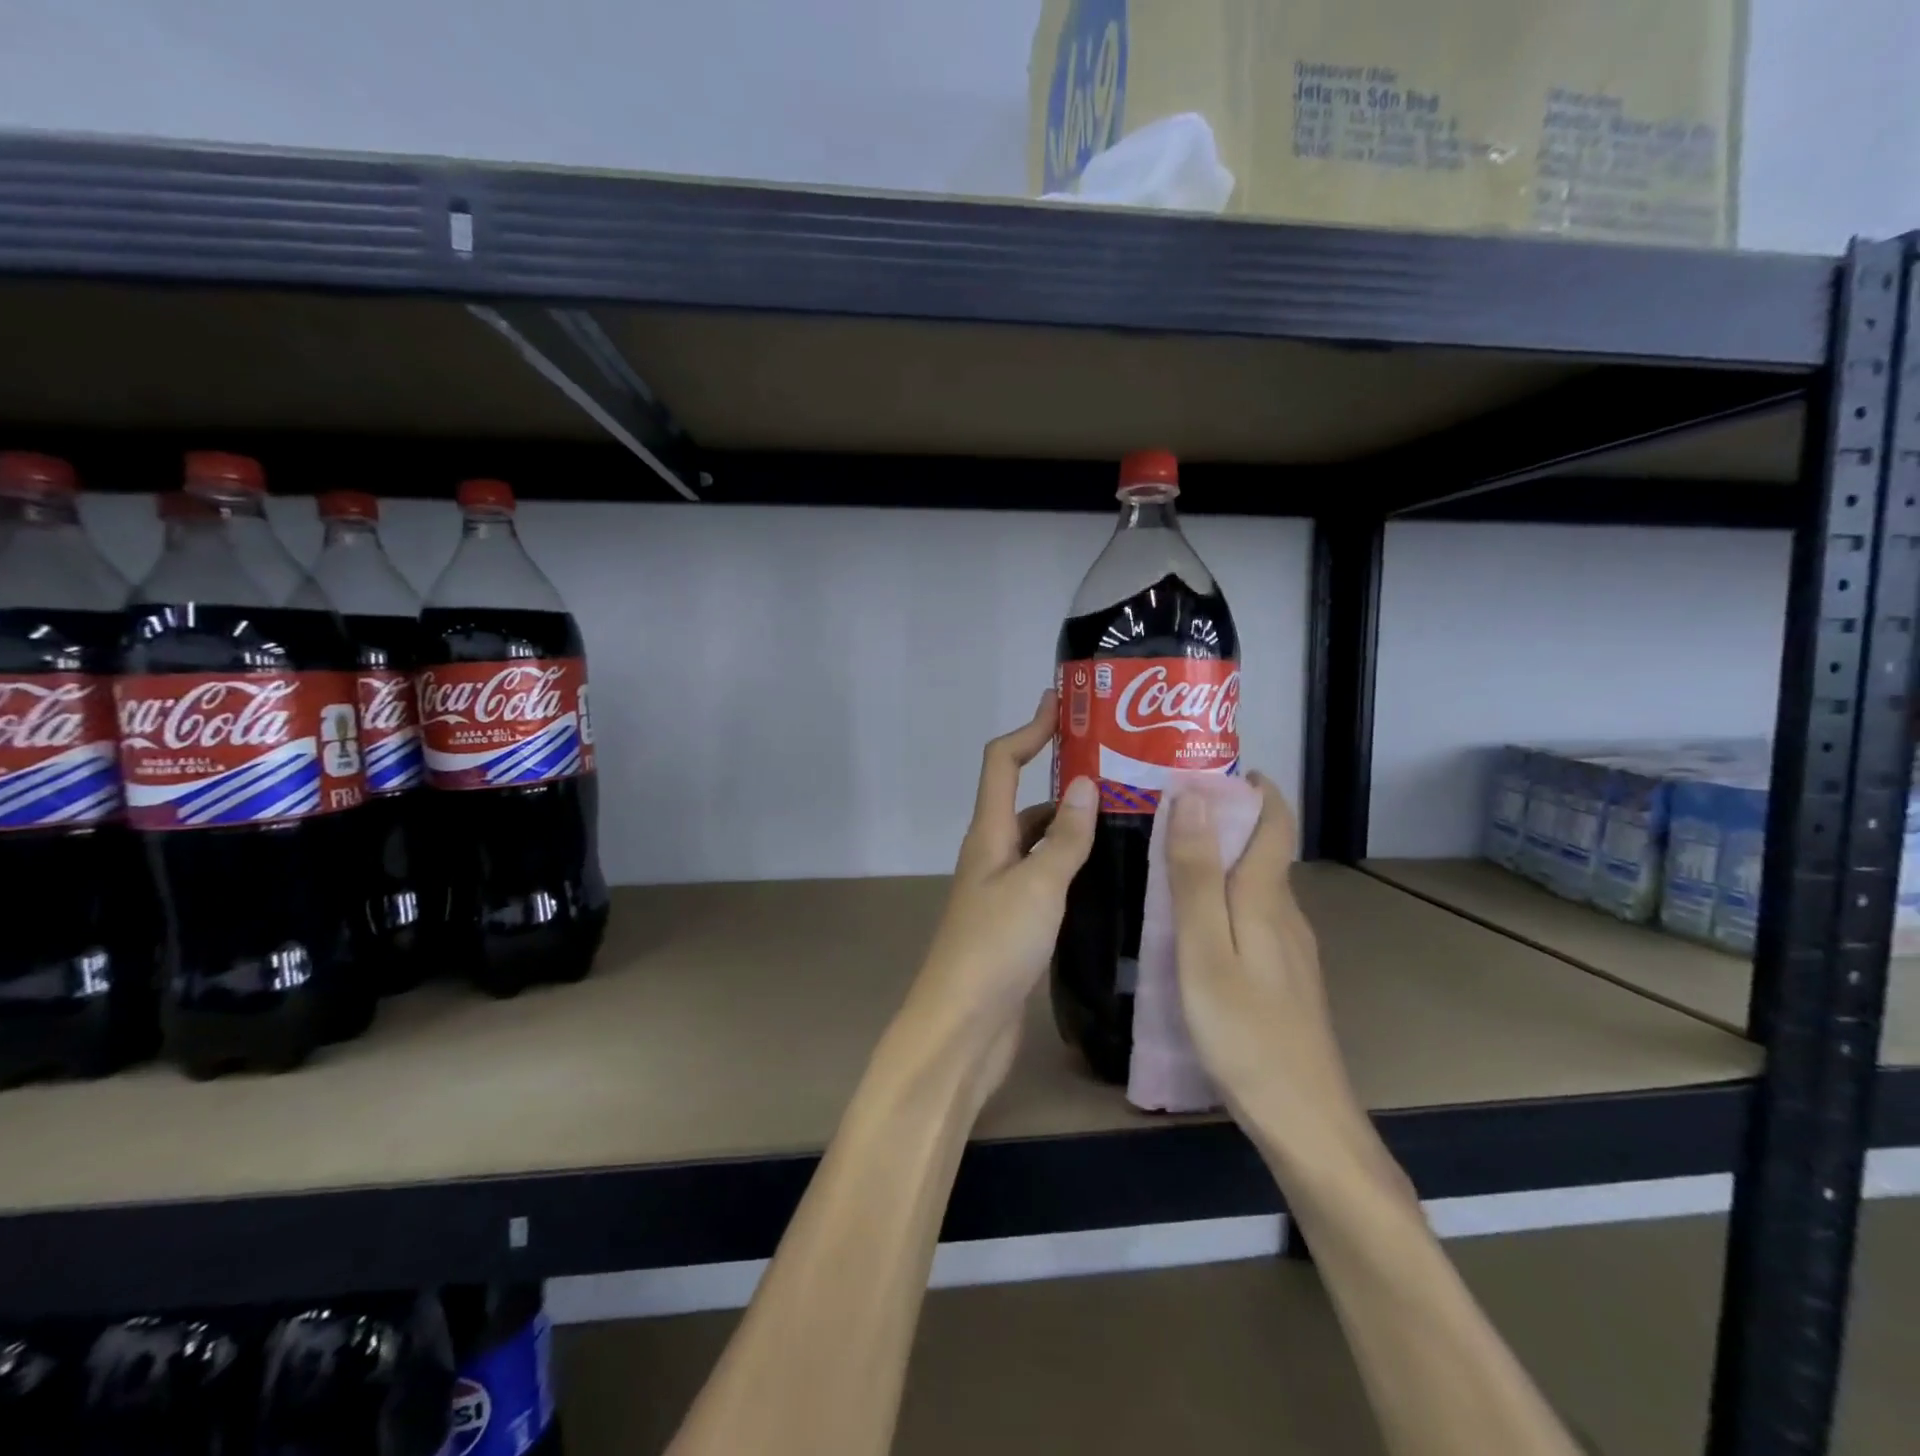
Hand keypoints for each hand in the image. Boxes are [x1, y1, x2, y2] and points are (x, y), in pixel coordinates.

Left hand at [900, 691, 1097, 1093]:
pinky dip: (1074, 862)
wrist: (962, 1029)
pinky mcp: (1017, 921)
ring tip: (1129, 813)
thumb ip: (1063, 838)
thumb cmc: (994, 949)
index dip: (1030, 729)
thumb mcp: (1036, 887)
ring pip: (1040, 839)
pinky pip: (1048, 875)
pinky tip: (1110, 870)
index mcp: (989, 835)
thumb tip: (1084, 782)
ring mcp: (1003, 889)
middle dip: (1062, 774)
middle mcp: (993, 853)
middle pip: (1024, 797)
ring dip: (1073, 821)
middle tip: (1119, 766)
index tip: (1064, 705)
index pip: (1002, 762)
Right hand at [1165, 775, 1369, 1169]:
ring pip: (1256, 885)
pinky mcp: (1283, 979)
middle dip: (1225, 818)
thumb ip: (1196, 874)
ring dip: (1221, 858)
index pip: (1273, 822)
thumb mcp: (1204, 948)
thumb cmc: (1244, 1031)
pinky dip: (1224, 898)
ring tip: (1169, 857)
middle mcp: (1285, 914)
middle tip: (1166, 808)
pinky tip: (1193, 921)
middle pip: (1263, 849)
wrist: (1304, 1121)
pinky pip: (1252, 917)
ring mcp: (1290, 950)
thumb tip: (1194, 798)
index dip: (1252, 788)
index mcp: (1267, 898)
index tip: (1210, 766)